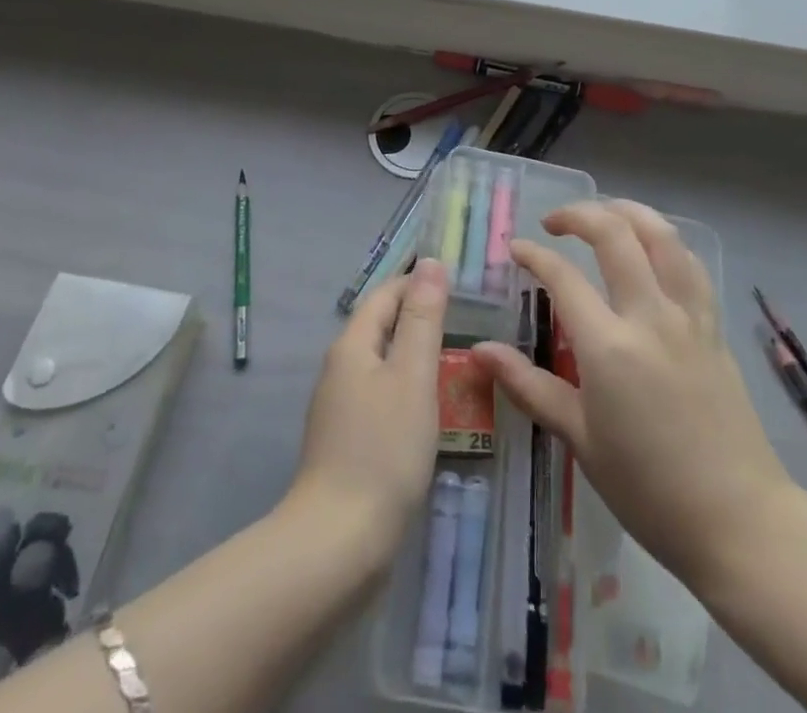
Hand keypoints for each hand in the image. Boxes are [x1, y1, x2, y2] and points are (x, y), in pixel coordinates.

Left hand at [286, 257, 449, 564]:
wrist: (338, 543)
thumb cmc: (383, 450)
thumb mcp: (413, 376)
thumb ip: (423, 319)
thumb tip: (430, 263)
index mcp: (352, 345)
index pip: (386, 295)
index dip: (418, 282)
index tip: (459, 283)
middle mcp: (340, 368)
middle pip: (381, 326)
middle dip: (419, 317)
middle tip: (468, 320)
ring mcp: (339, 407)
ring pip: (381, 363)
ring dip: (414, 354)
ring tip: (458, 360)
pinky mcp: (346, 441)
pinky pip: (380, 396)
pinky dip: (406, 388)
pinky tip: (430, 408)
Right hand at [470, 201, 788, 589]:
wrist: (740, 521)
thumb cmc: (649, 489)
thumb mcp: (580, 440)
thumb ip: (529, 386)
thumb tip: (481, 352)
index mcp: (610, 347)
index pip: (563, 277)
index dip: (534, 255)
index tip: (516, 249)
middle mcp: (650, 316)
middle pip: (615, 234)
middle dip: (578, 214)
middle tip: (553, 223)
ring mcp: (688, 317)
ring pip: (662, 235)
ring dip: (628, 212)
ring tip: (603, 214)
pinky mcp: (714, 327)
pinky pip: (690, 264)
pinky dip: (665, 241)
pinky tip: (652, 248)